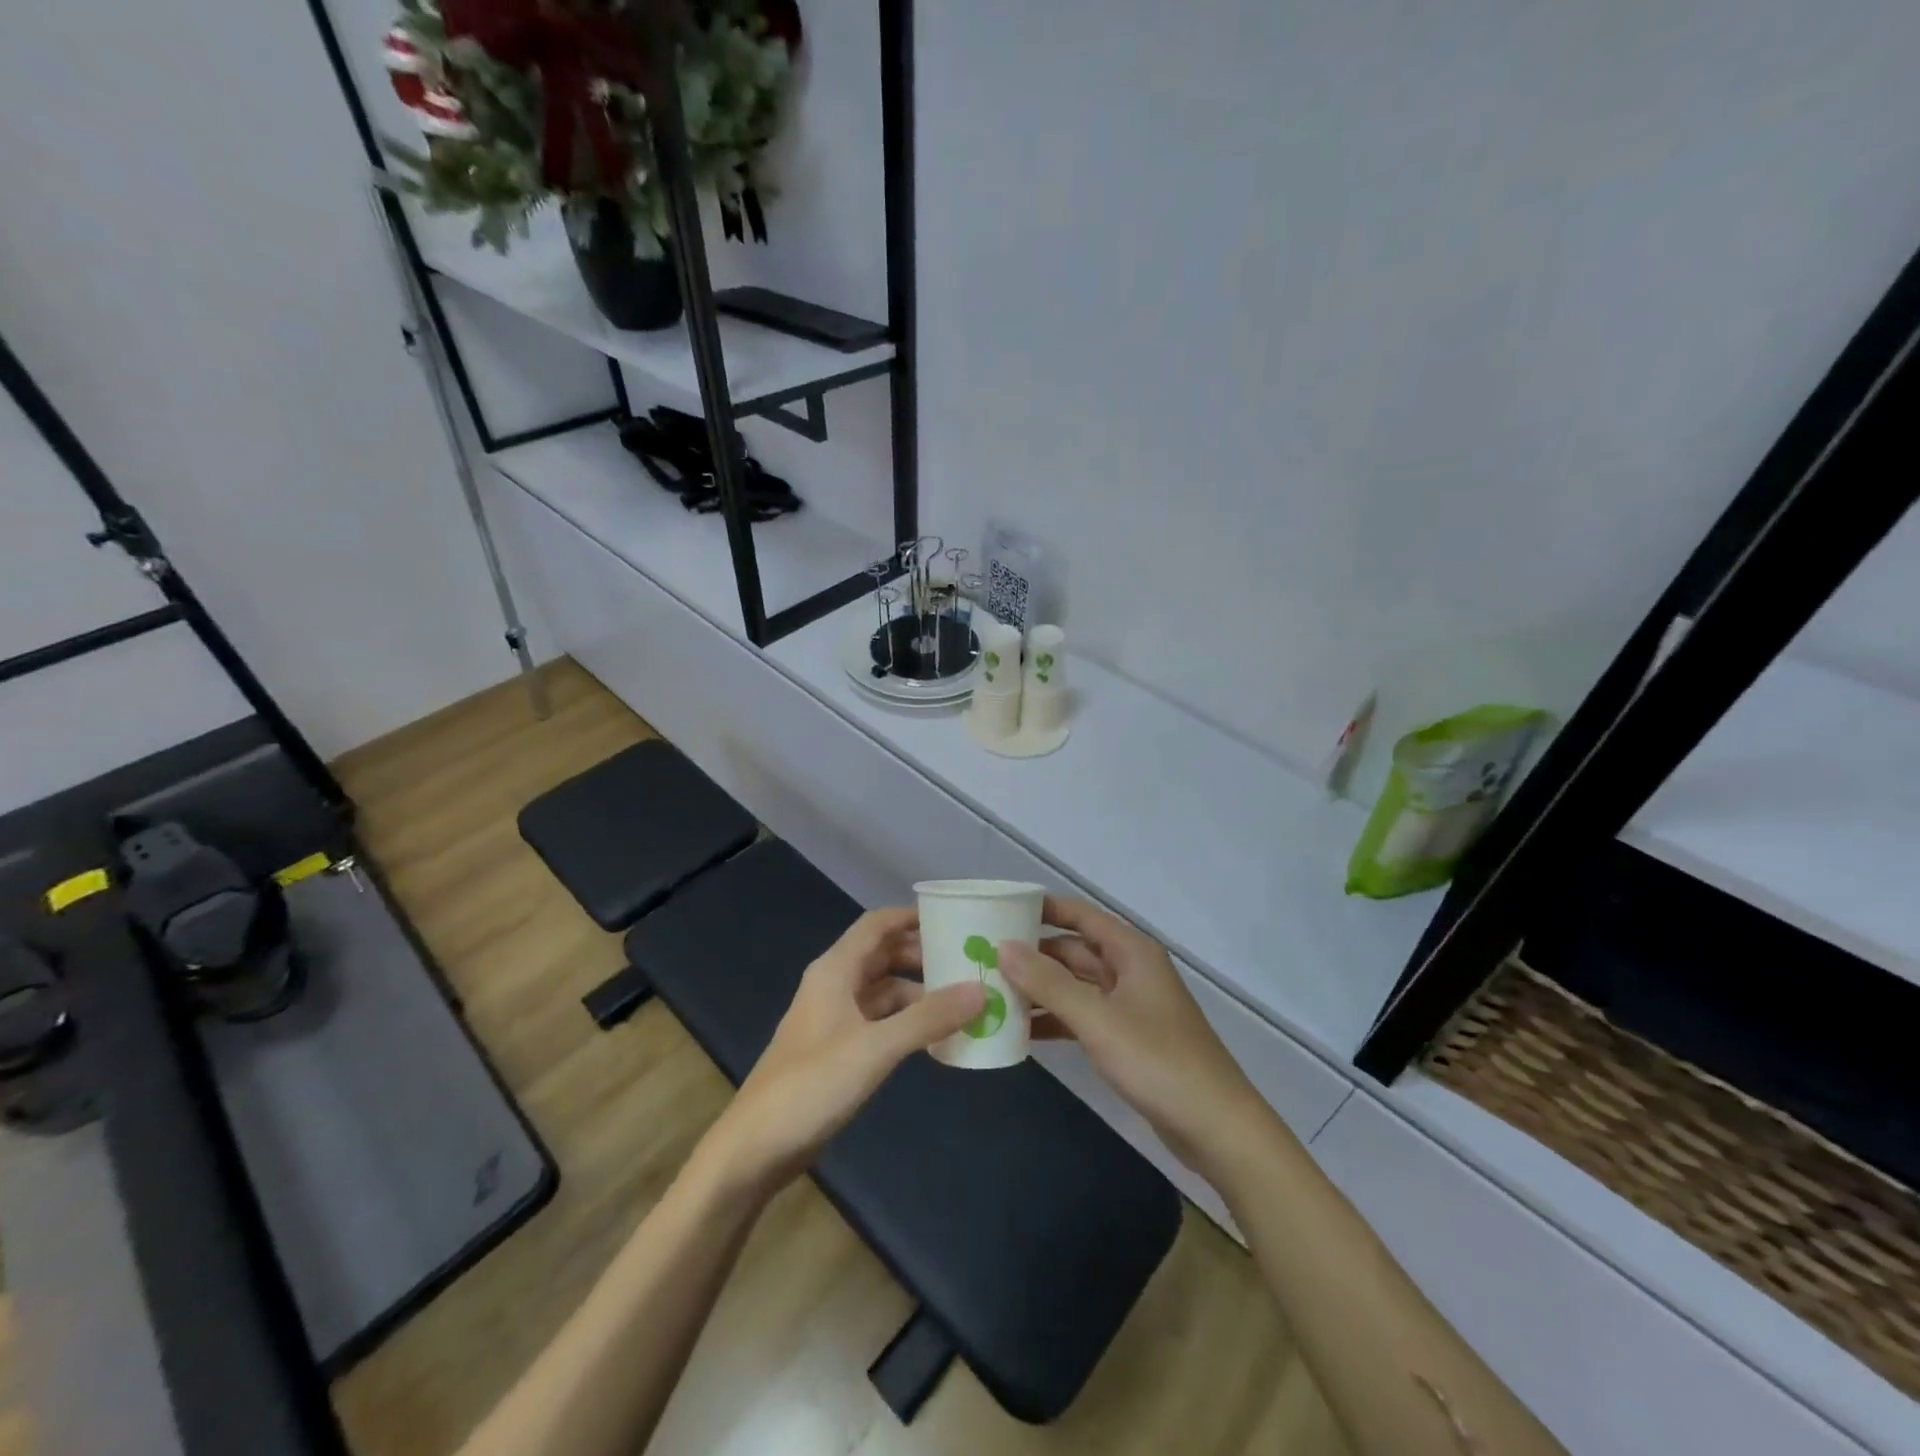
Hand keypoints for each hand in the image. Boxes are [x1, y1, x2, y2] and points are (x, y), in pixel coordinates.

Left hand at [702, 908, 984, 1199]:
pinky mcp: (838, 1051)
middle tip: (967, 963)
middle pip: (882, 956)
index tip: (953, 918)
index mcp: (834, 970)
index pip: (876, 925)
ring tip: (962, 1001)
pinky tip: (935, 1037)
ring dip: (918, 993)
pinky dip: (906, 1022)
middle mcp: (834, 986)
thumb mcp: (876, 1048)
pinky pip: (880, 1022)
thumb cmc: (812, 1085)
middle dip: (922, 956)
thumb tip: (981, 990)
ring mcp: (835, 1020)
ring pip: (883, 991)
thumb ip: (928, 1018)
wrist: (756, 1148)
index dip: (911, 917)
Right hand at [1001, 898, 1272, 1178]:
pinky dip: (1055, 1020)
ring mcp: (1129, 1005)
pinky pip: (1083, 1017)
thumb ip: (1048, 983)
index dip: (1041, 908)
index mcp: (1131, 952)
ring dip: (1040, 989)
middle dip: (1032, 953)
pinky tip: (1021, 1031)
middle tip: (983, 957)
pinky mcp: (1127, 1038)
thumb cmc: (1158, 1061)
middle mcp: (1130, 970)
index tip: (998, 910)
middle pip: (1073, 950)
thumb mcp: (1097, 1019)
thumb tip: (1003, 946)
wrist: (1216, 1127)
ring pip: (1075, 985)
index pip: (1079, 915)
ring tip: (991, 992)